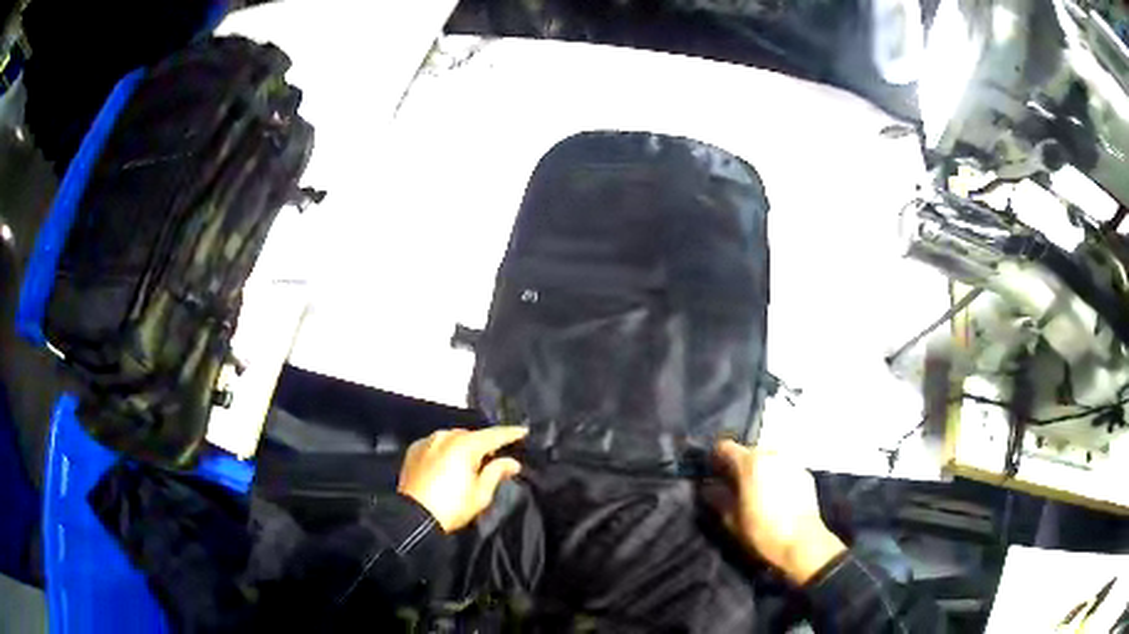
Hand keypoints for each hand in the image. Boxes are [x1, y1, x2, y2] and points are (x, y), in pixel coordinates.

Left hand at [397, 427, 527, 531]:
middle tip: (494, 455)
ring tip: (470, 459)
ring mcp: (427, 441)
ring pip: (452, 437)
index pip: (493, 435)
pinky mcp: (414, 450)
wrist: (414, 517)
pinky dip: (446, 449)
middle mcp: (445, 437)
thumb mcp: (481, 494)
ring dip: (463, 445)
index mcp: (465, 445)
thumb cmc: (452, 507)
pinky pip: (436, 444)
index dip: (510, 433)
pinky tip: (449, 461)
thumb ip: (497, 472)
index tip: (523, 431)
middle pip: (471, 435)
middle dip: (483, 443)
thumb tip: (512, 462)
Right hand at [703, 440, 845, 584]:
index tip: (713, 473)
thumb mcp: (732, 520)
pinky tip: (776, 494)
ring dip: (760, 468)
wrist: (802, 541)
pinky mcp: (805, 473)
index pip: (726, 447)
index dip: (716, 458)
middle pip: (749, 450)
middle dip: (740, 463)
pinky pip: (784, 467)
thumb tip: (709, 487)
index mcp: (751, 463)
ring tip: (757, 489)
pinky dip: (777, 475)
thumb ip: (718, 499)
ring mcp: (791, 462)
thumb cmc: (763, 531)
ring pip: (769, 457)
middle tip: (735, 484)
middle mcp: (772, 455)